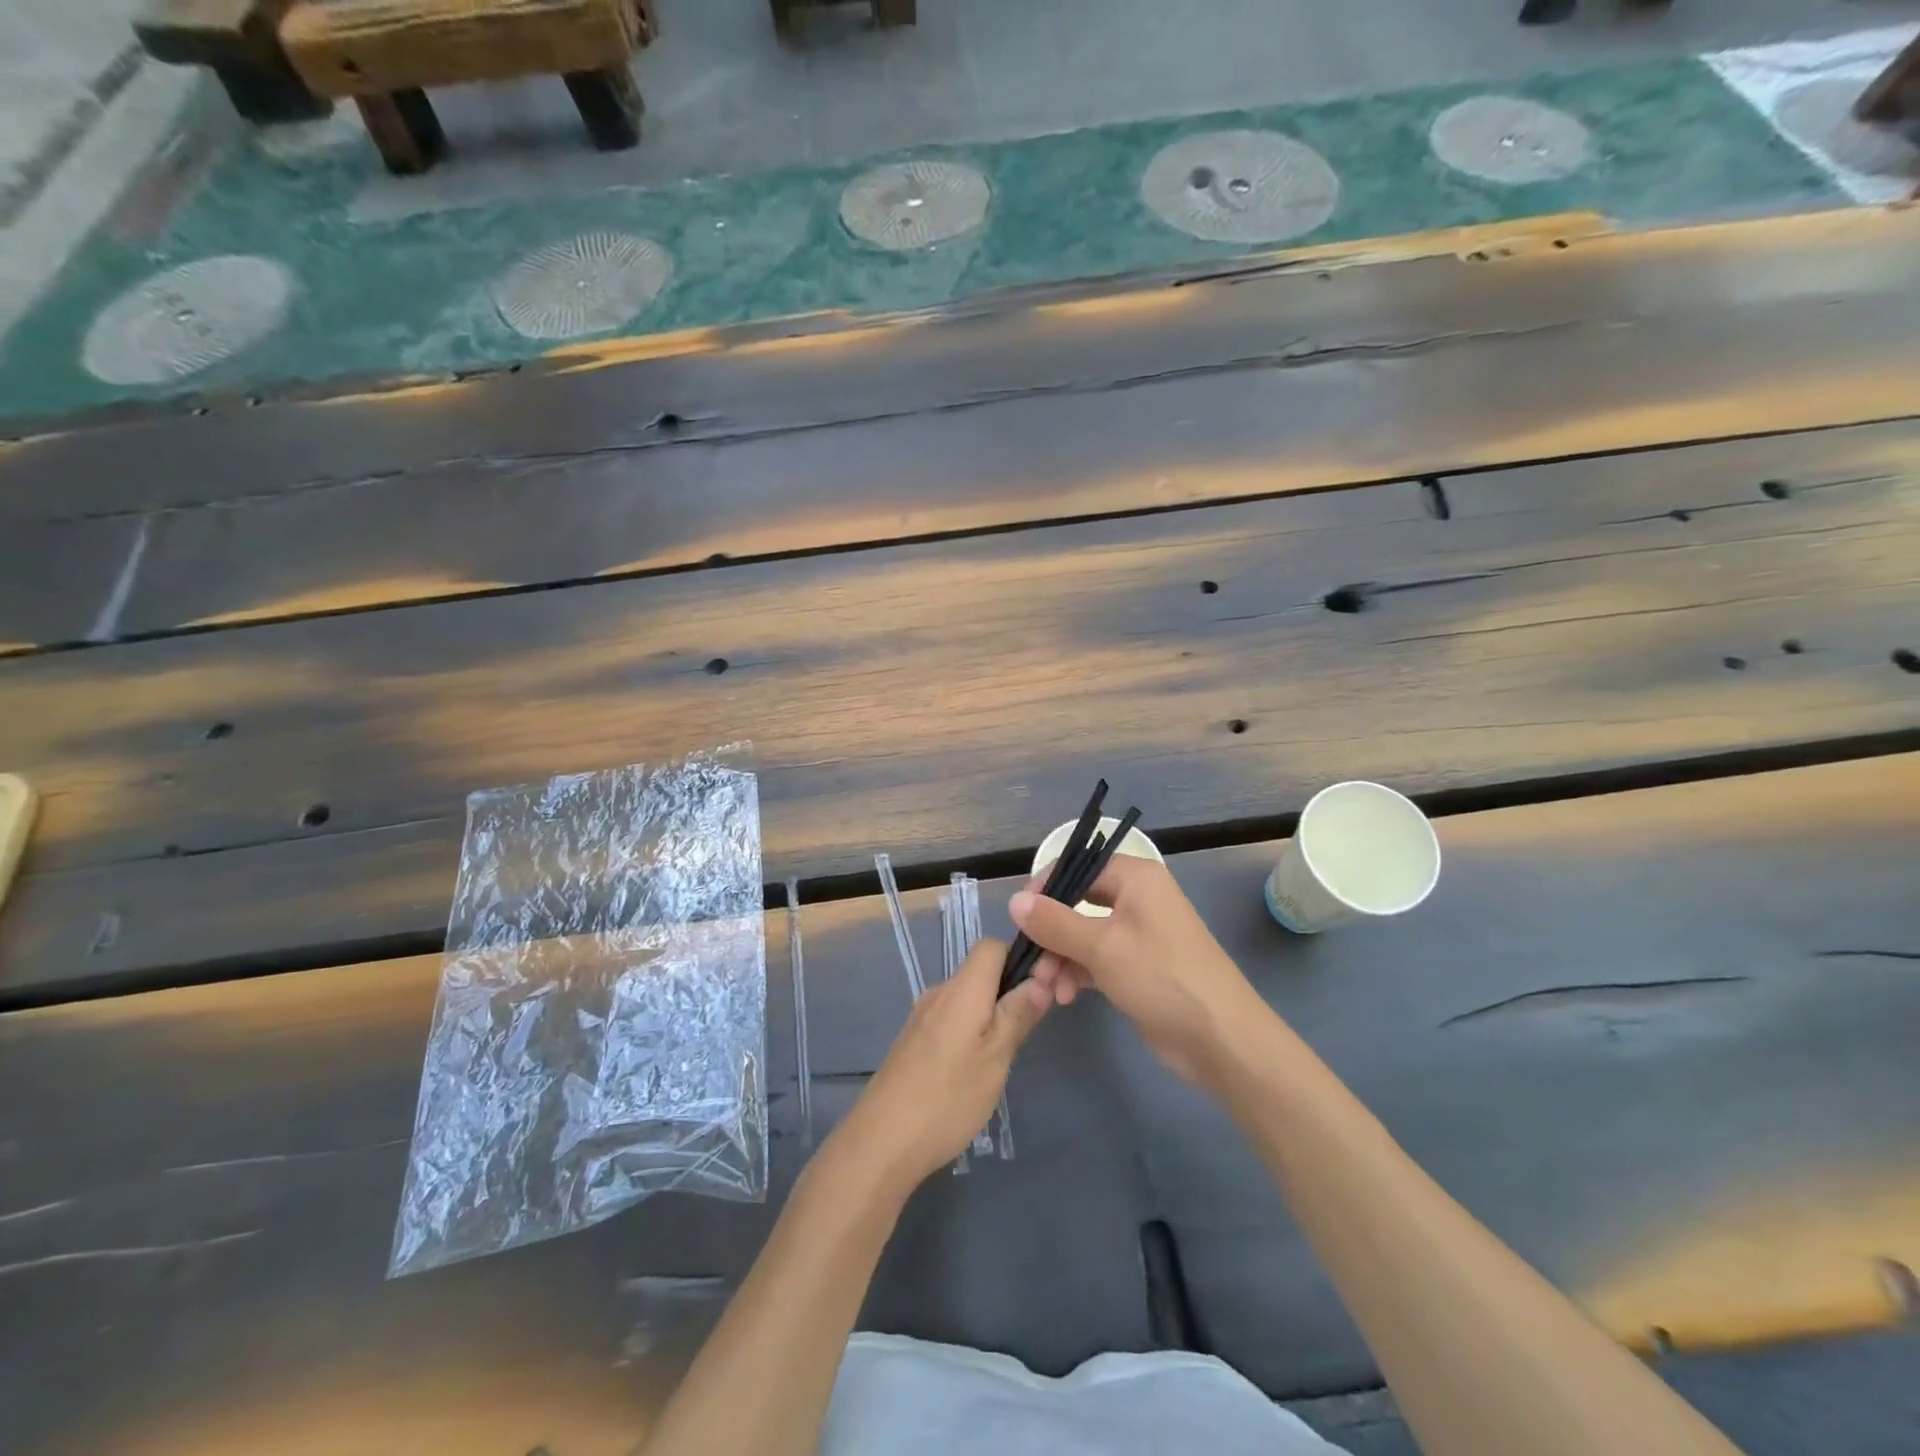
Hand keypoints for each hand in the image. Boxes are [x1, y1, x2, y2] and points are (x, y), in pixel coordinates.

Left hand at [830, 937, 1050, 1199]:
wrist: (881, 1141)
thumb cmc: (947, 1098)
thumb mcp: (996, 1058)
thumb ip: (1017, 1015)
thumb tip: (1040, 979)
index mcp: (962, 989)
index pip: (992, 946)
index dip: (1020, 959)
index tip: (1041, 992)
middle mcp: (939, 992)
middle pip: (980, 972)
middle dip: (1009, 992)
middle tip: (1027, 1032)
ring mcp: (922, 1016)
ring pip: (966, 998)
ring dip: (990, 1015)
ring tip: (1003, 1057)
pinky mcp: (913, 1040)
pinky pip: (950, 1018)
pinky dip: (969, 1030)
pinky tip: (973, 1069)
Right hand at [1010, 856, 1264, 1087]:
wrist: (1221, 1040)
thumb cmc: (1162, 978)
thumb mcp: (1102, 947)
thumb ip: (1054, 922)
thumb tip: (1014, 900)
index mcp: (1136, 878)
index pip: (1078, 868)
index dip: (1046, 889)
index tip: (1020, 919)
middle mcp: (1138, 898)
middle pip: (1077, 904)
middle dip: (1051, 934)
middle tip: (1033, 965)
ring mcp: (1139, 934)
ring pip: (1083, 935)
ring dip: (1061, 959)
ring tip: (1049, 990)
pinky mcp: (1138, 967)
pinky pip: (1096, 959)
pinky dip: (1078, 973)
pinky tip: (1065, 997)